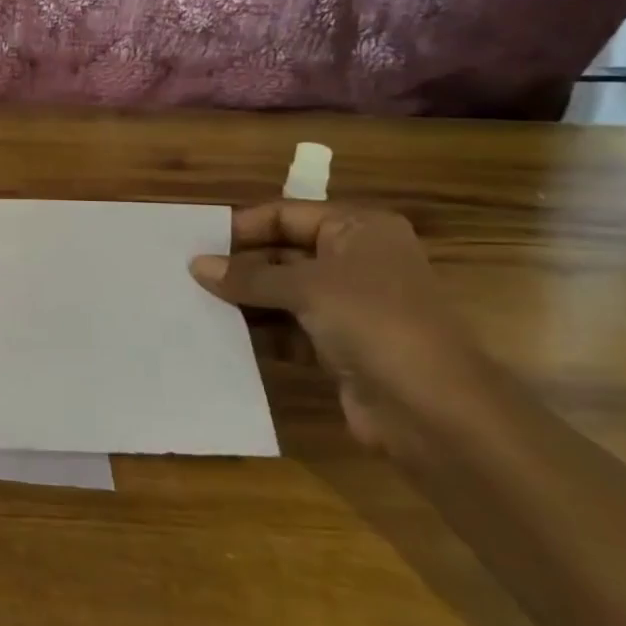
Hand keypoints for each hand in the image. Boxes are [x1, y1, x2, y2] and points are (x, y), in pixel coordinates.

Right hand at [189, 202, 488, 450]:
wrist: (435, 411)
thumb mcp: (306, 287)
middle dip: (240, 266)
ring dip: (245, 300)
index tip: (197, 244)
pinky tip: (222, 335)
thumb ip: (248, 276)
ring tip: (196, 304)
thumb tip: (196, 265)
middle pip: (282, 252)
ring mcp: (350, 306)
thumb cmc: (374, 322)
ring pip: (283, 293)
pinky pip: (289, 329)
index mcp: (358, 229)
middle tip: (189, 276)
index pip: (286, 215)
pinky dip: (260, 331)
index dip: (242, 228)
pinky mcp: (341, 346)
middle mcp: (355, 261)